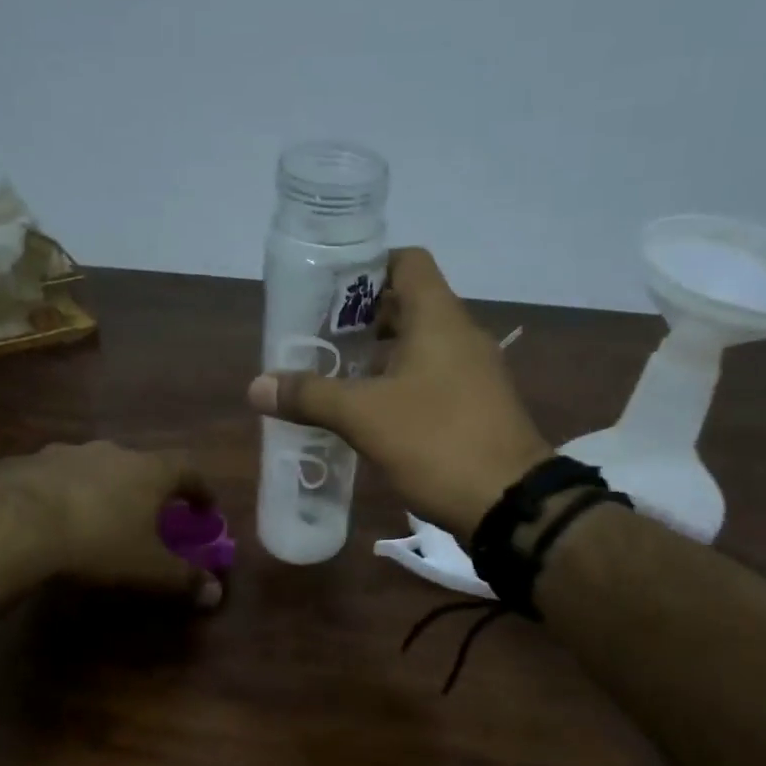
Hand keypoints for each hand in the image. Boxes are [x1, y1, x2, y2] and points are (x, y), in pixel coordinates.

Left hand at [0, 442, 223, 607]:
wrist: (13, 526)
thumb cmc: (98, 543)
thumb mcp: (148, 569)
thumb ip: (184, 578)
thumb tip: (215, 592)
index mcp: (148, 471)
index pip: (189, 470)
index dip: (201, 490)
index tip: (205, 510)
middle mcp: (110, 451)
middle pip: (140, 465)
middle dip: (147, 489)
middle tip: (146, 516)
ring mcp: (63, 453)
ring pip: (93, 468)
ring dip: (101, 488)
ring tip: (94, 517)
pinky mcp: (24, 463)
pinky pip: (52, 477)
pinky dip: (59, 494)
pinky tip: (48, 519)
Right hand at [247, 248, 550, 541]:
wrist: (510, 503)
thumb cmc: (437, 443)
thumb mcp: (365, 417)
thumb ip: (311, 396)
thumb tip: (256, 386)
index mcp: (439, 319)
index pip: (407, 262)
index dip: (368, 267)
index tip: (329, 290)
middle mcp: (460, 336)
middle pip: (408, 305)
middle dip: (362, 318)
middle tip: (318, 337)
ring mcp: (473, 373)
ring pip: (419, 346)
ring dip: (378, 356)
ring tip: (334, 375)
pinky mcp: (475, 407)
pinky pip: (431, 379)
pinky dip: (398, 384)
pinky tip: (369, 413)